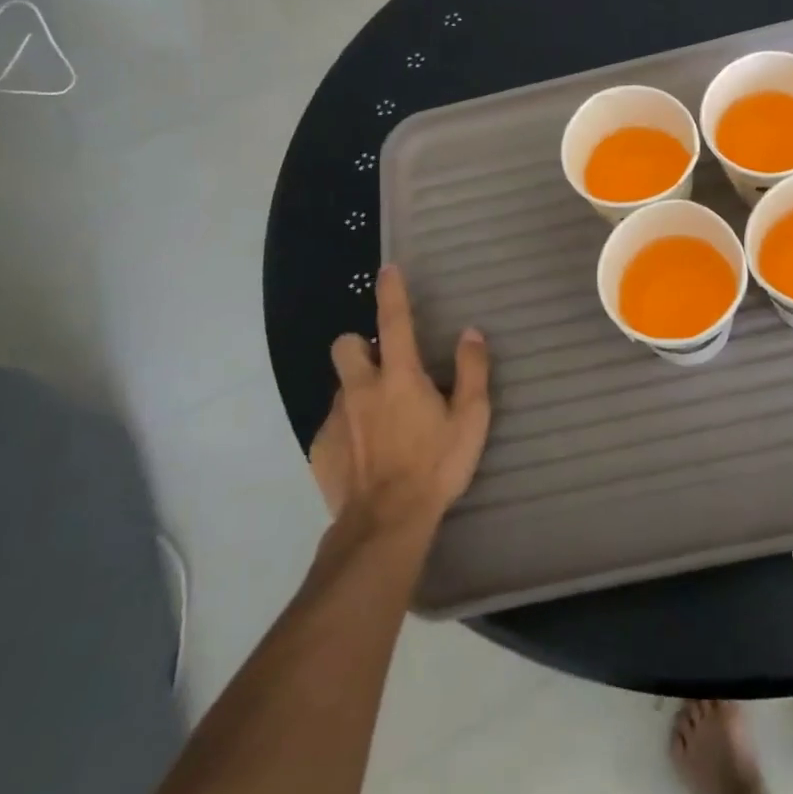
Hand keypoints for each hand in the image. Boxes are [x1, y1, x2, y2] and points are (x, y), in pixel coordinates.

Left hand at [311, 266, 491, 533]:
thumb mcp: (470, 419)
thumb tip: (471, 334)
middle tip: (384, 368)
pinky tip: (368, 454)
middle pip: (346, 346)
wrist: (386, 524)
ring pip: (342, 387)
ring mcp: (336, 419)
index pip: (394, 322)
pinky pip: (333, 425)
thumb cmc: (435, 466)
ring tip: (383, 422)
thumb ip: (472, 372)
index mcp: (399, 377)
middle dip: (360, 346)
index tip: (388, 270)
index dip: (391, 292)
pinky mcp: (320, 449)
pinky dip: (350, 429)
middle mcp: (361, 389)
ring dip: (359, 392)